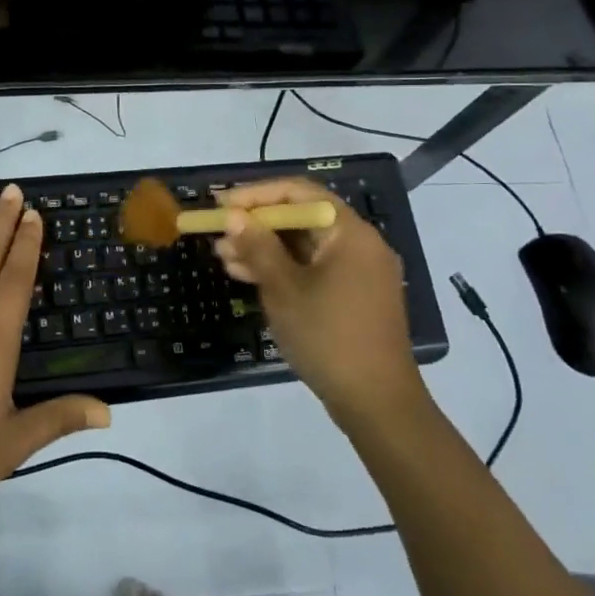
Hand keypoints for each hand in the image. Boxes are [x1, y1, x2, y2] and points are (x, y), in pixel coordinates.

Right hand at [214, 177, 427, 428]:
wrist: (376, 402)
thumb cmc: (328, 336)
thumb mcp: (284, 289)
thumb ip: (258, 246)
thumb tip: (232, 215)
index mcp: (350, 232)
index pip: (299, 193)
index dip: (256, 195)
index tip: (221, 205)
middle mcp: (359, 244)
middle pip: (302, 218)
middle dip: (257, 225)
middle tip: (218, 234)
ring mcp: (359, 272)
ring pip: (304, 246)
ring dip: (264, 249)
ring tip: (224, 259)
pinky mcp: (353, 296)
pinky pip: (313, 269)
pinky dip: (283, 270)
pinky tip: (248, 277)